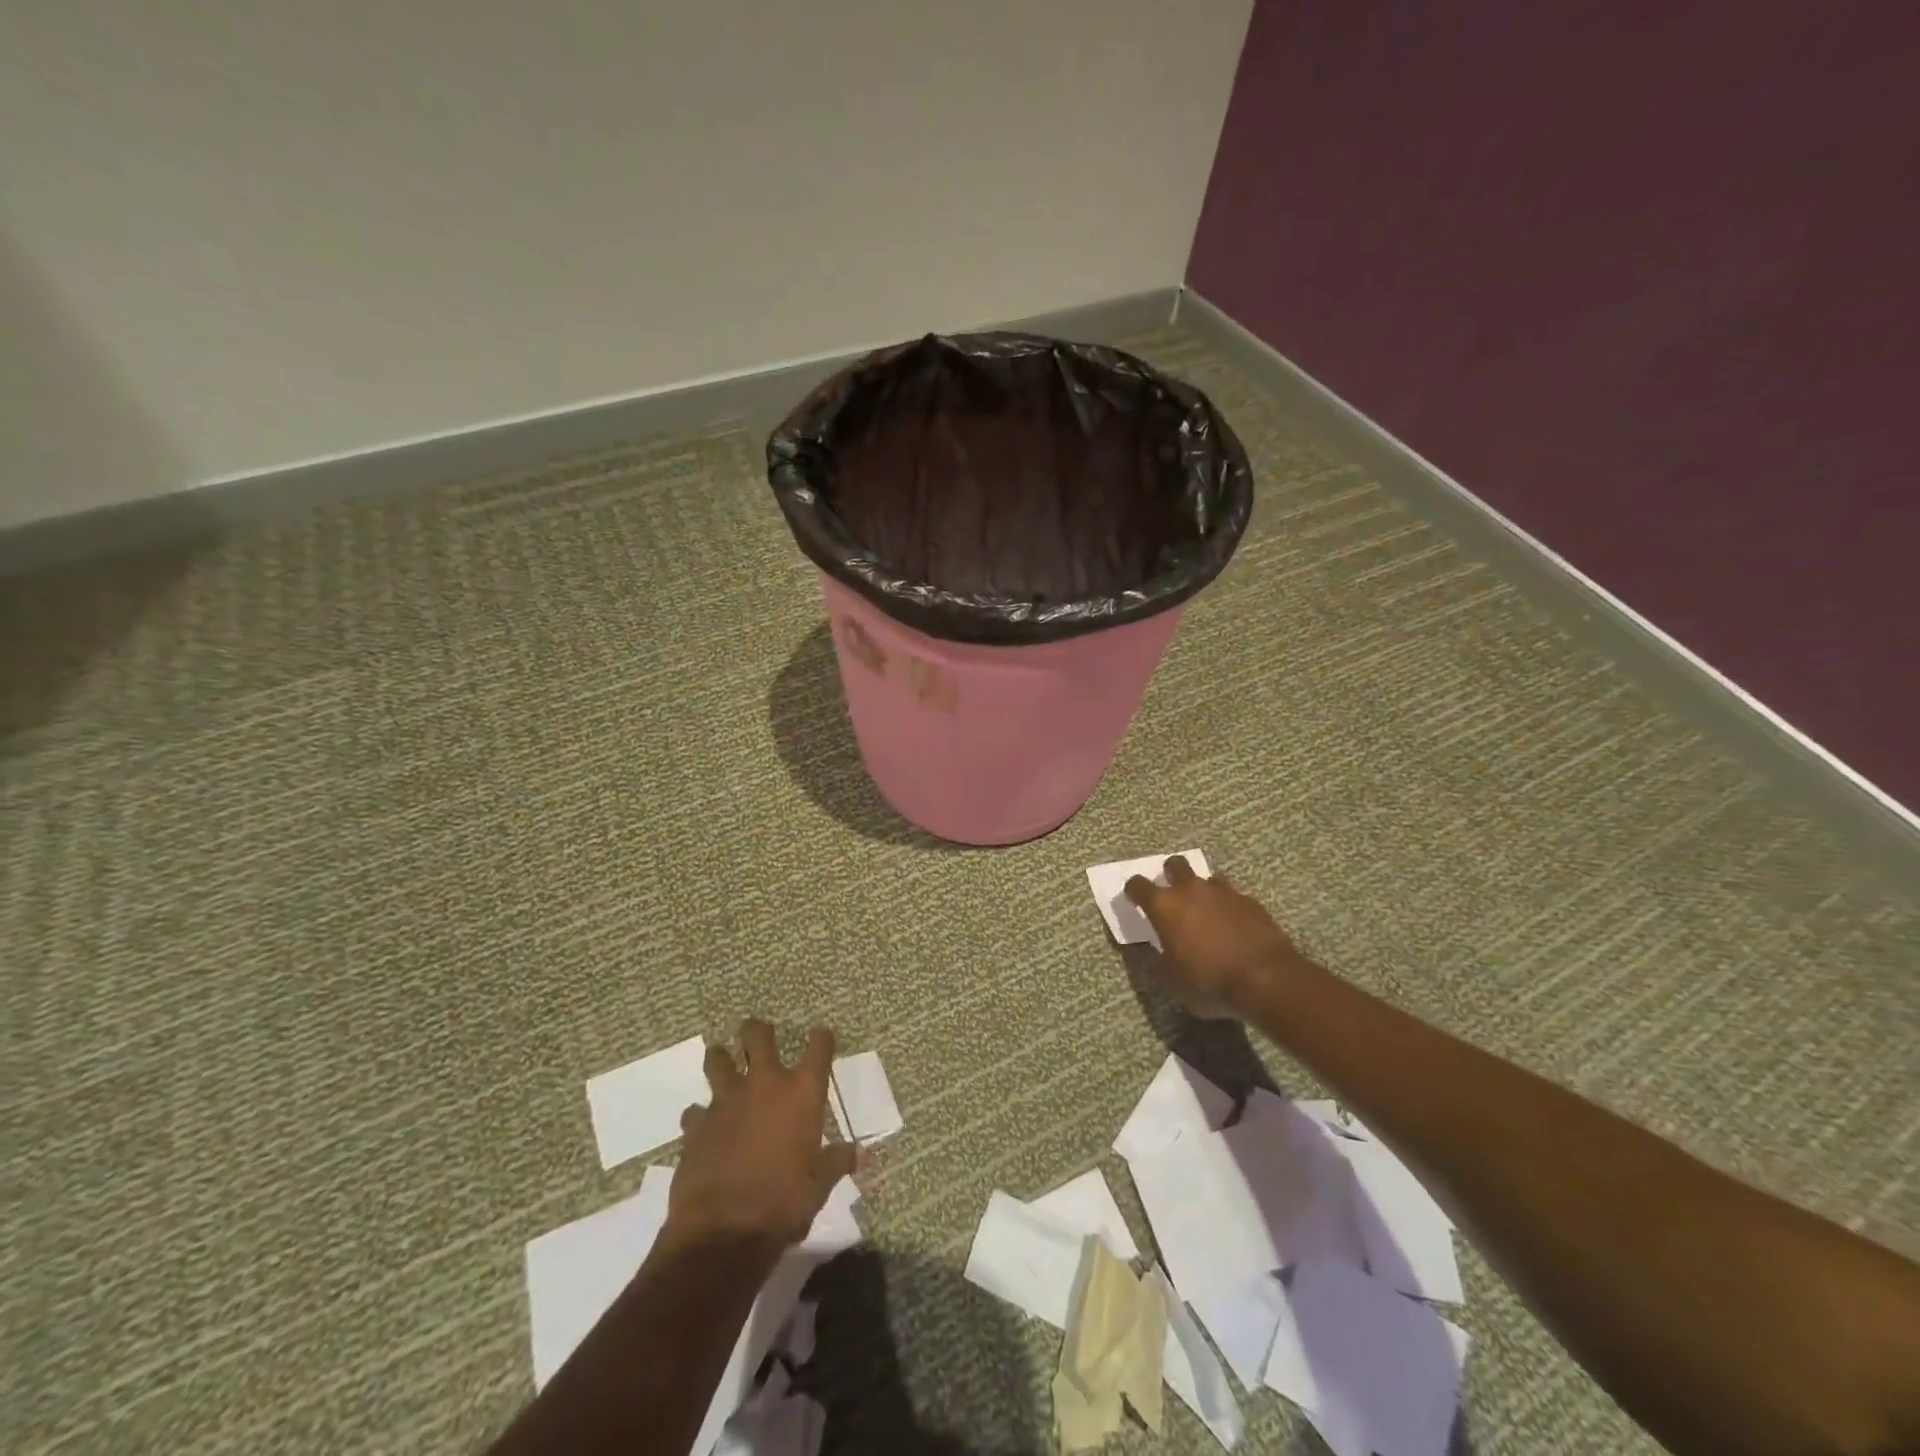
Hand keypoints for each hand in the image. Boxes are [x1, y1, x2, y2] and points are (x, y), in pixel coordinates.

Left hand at [665, 1019, 856, 1252]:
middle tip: (758, 1033)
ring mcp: (725, 1101)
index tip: (821, 1035)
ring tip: (721, 1059)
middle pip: (758, 1037)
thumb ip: (836, 1161)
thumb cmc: (784, 1203)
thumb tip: (858, 1152)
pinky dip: (699, 1115)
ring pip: (718, 1061)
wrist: (723, 1232)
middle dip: (758, 1031)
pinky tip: (701, 1124)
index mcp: (801, 1093)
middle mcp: (764, 1085)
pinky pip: (695, 1110)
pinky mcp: (696, 1126)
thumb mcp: (819, 1185)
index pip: (818, 1048)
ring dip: (720, 1058)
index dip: (821, 1038)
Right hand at [1124, 857, 1302, 1018]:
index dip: (1133, 891)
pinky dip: (1227, 906)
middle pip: (1175, 865)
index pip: (1138, 885)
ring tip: (1205, 912)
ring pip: (1206, 878)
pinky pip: (1231, 896)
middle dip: (1170, 875)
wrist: (1267, 978)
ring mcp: (1223, 892)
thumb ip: (1159, 962)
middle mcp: (1190, 889)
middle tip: (1172, 895)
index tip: (1134, 899)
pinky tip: (1232, 926)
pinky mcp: (1250, 901)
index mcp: (1164, 905)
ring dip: (1201, 890)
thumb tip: (1156, 955)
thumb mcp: (1173, 981)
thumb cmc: (1209, 980)